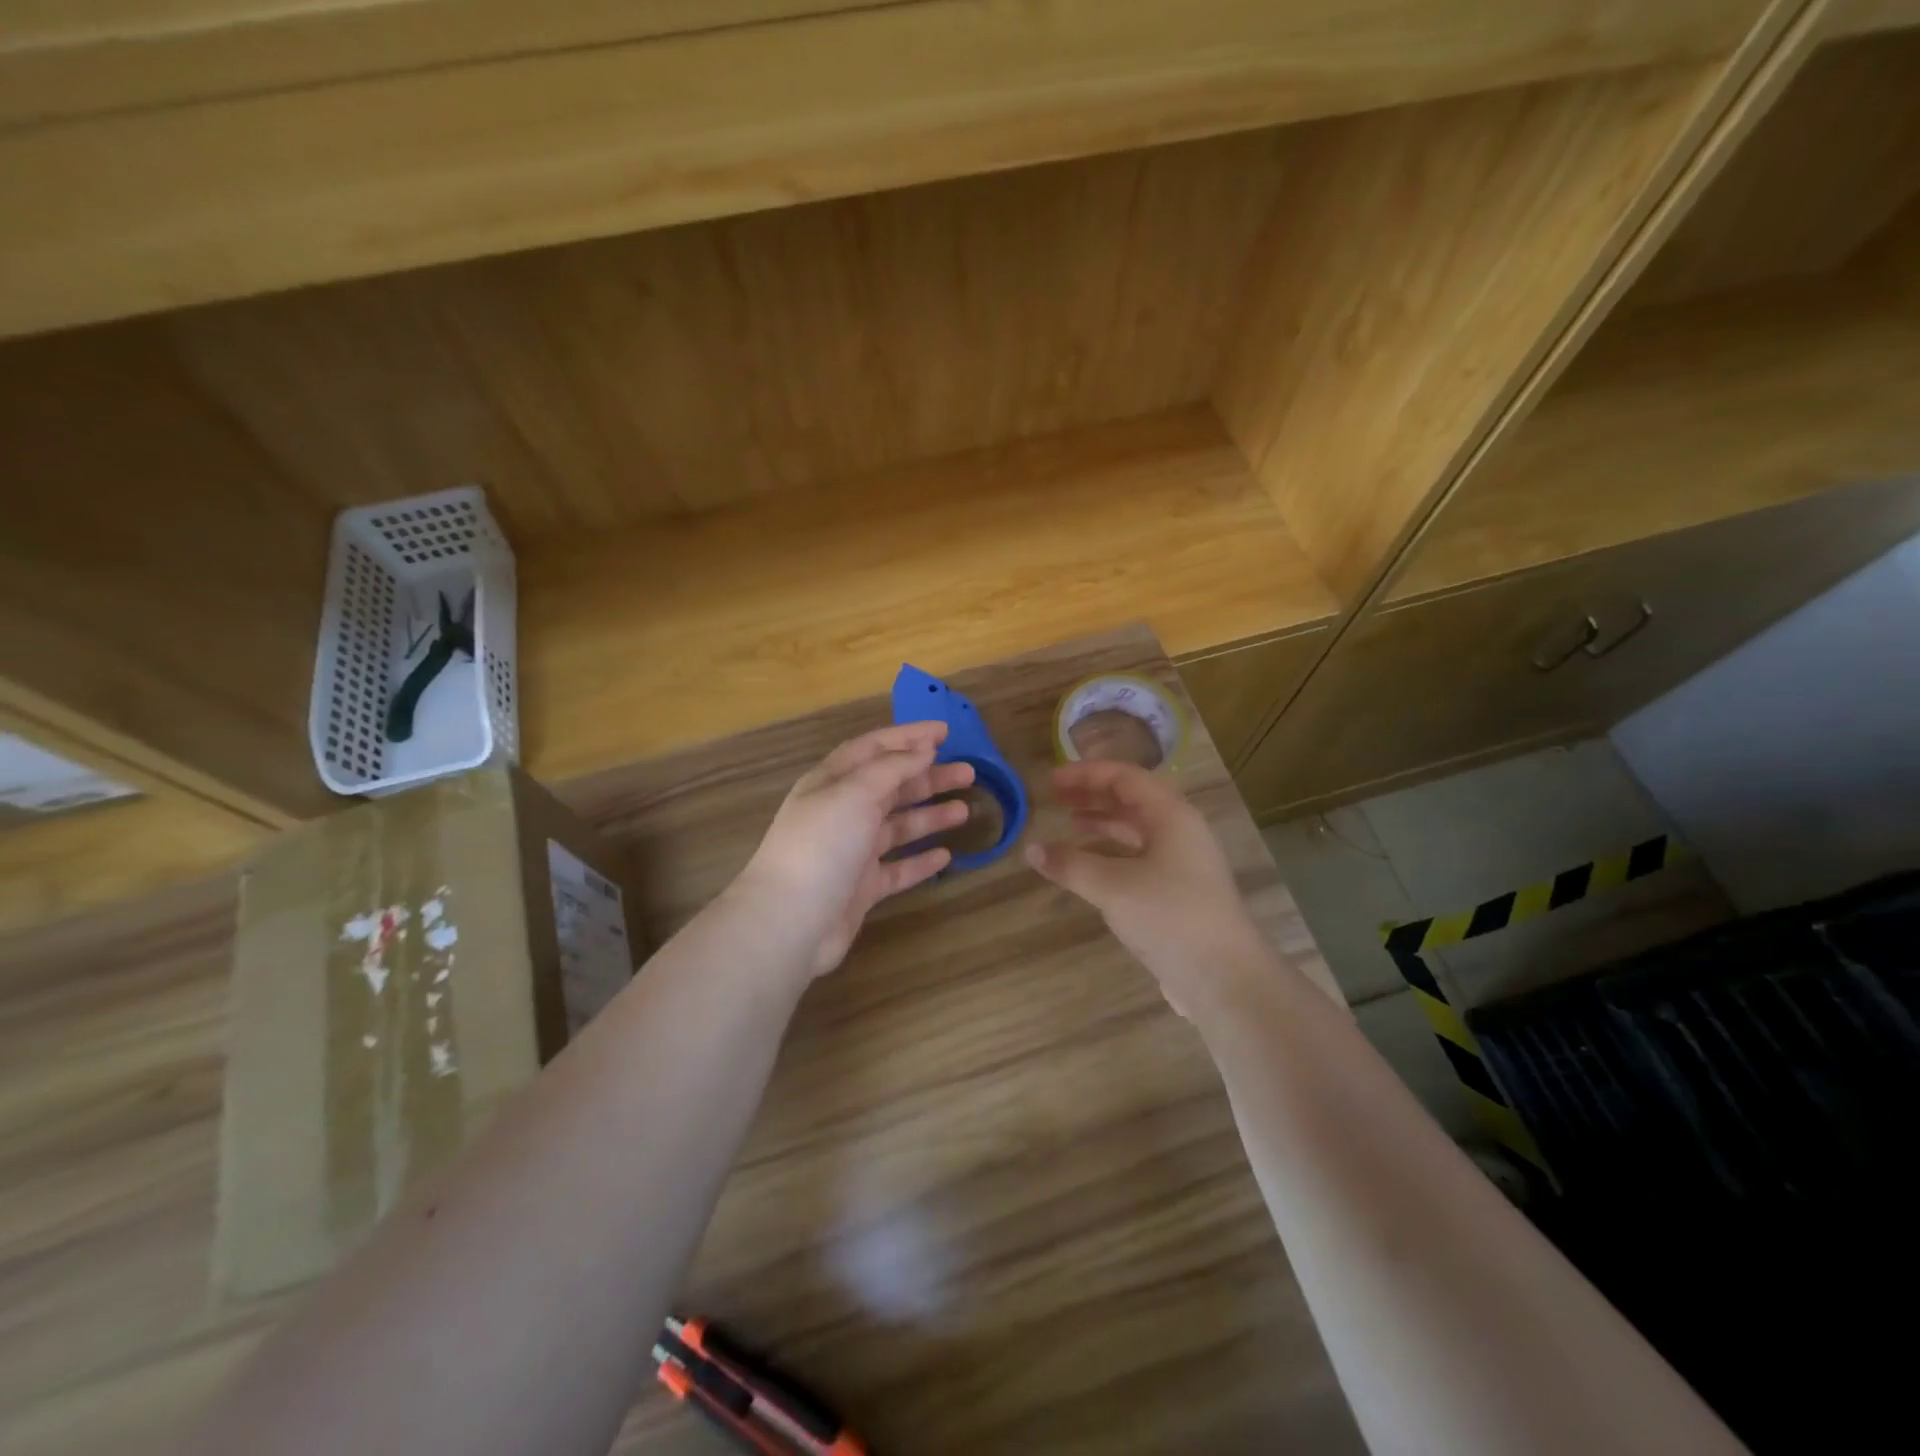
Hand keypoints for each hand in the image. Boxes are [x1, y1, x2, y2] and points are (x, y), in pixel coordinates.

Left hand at [737, 722, 973, 977]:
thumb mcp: (855, 793)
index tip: (945, 732)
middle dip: (928, 777)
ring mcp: (851, 853)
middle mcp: (841, 812)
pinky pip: (897, 868)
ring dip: (930, 816)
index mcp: (832, 782)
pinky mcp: (861, 889)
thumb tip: (923, 749)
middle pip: (890, 786)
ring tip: (965, 812)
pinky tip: (946, 857)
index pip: (874, 749)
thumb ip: (892, 768)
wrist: (789, 922)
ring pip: (897, 826)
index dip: (908, 737)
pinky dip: (920, 861)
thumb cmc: (822, 846)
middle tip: (969, 774)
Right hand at [1025, 760, 1266, 1017]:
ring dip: (1105, 821)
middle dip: (1094, 794)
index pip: (1126, 777)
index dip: (1087, 774)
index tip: (1052, 780)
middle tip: (1056, 796)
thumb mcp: (1112, 887)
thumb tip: (1032, 850)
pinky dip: (1114, 851)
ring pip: (1139, 828)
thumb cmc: (1170, 917)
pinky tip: (1093, 865)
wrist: (1225, 977)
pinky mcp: (1181, 891)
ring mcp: (1185, 862)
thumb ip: (1071, 865)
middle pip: (1133, 799)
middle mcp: (1182, 831)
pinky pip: (1142, 856)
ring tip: (1070, 822)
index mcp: (1172, 816)